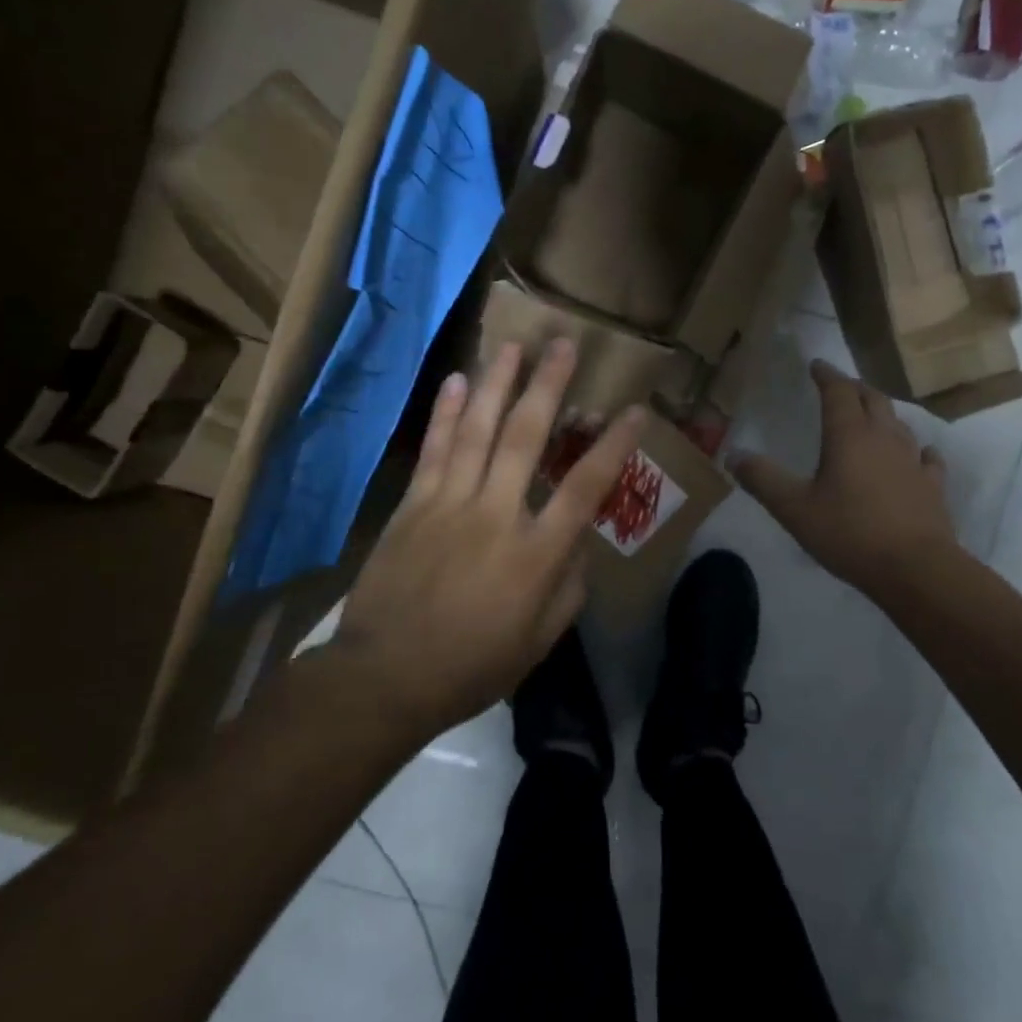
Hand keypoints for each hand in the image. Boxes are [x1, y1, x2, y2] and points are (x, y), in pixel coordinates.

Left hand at [338, 340, 643, 737]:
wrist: (386, 676)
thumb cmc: (472, 666)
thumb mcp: (539, 641)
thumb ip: (567, 588)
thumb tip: (576, 543)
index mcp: (536, 554)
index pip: (586, 487)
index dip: (614, 445)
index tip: (635, 409)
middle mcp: (497, 514)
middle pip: (527, 437)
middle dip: (548, 386)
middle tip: (562, 344)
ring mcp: (450, 504)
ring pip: (478, 430)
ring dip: (498, 384)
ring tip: (512, 345)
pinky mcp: (413, 505)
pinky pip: (434, 449)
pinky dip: (446, 412)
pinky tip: (457, 381)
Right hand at [731, 360, 965, 598]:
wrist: (914, 568)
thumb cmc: (849, 533)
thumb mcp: (793, 508)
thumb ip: (762, 479)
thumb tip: (733, 455)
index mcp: (849, 435)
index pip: (838, 392)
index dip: (826, 375)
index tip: (816, 365)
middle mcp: (884, 437)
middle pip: (871, 399)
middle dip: (854, 388)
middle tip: (840, 387)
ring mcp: (912, 460)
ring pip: (898, 423)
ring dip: (882, 413)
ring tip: (870, 416)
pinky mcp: (932, 485)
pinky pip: (925, 456)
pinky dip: (915, 449)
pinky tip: (916, 455)